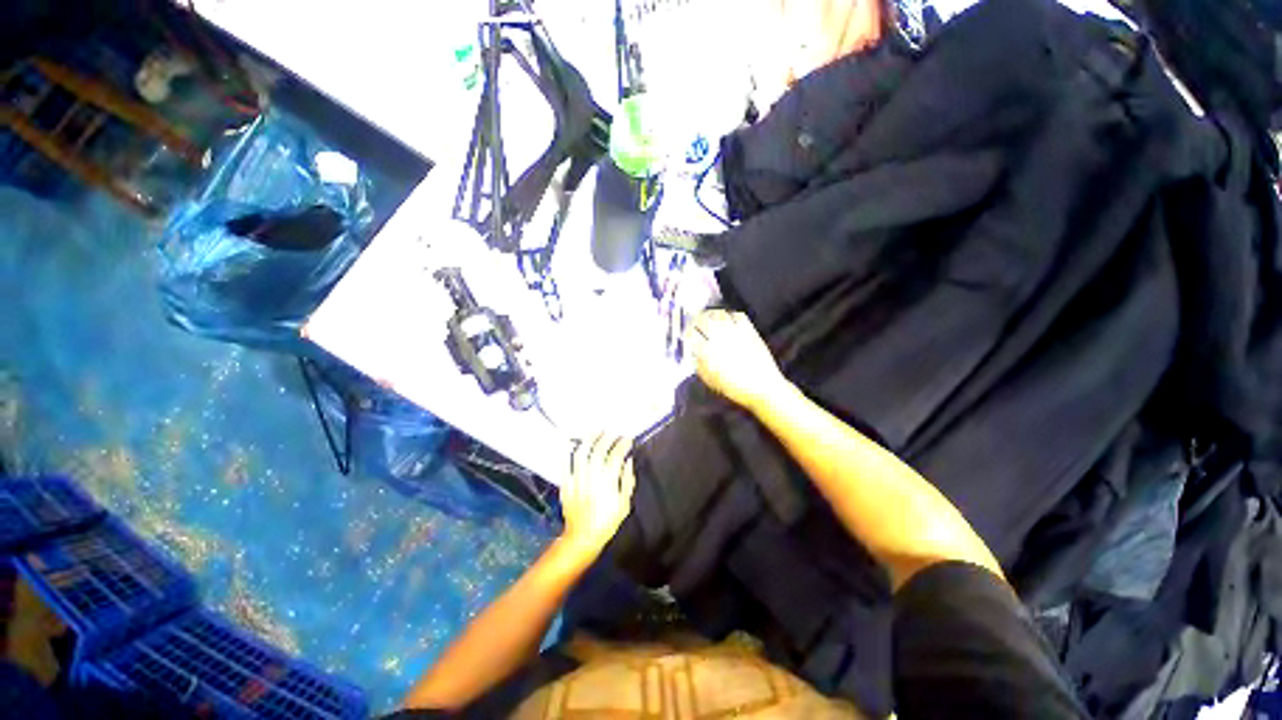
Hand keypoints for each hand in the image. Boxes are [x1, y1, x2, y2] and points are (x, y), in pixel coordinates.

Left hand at [561, 434, 636, 554]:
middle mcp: (592, 477)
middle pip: (599, 450)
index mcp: (608, 483)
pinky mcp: (566, 483)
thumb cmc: (607, 522)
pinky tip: (574, 444)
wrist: (583, 537)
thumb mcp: (624, 505)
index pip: (616, 456)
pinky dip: (569, 453)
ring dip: (589, 439)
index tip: (627, 438)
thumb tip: (628, 461)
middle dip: (607, 437)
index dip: (622, 444)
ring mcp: (577, 479)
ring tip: (596, 432)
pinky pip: (566, 464)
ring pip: (582, 453)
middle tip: (613, 431)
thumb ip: (627, 481)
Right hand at [686, 309, 789, 411]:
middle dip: (695, 320)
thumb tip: (693, 352)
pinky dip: (730, 315)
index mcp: (708, 351)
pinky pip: (737, 315)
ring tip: (708, 318)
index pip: (691, 334)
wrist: (763, 388)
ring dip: (711, 314)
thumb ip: (698, 364)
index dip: (686, 333)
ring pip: (719, 314)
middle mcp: (720, 337)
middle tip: (694, 323)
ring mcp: (736, 331)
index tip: (685, 334)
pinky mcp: (750, 330)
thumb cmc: (734, 388)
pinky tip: (727, 320)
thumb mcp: (710, 380)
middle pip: (703, 320)